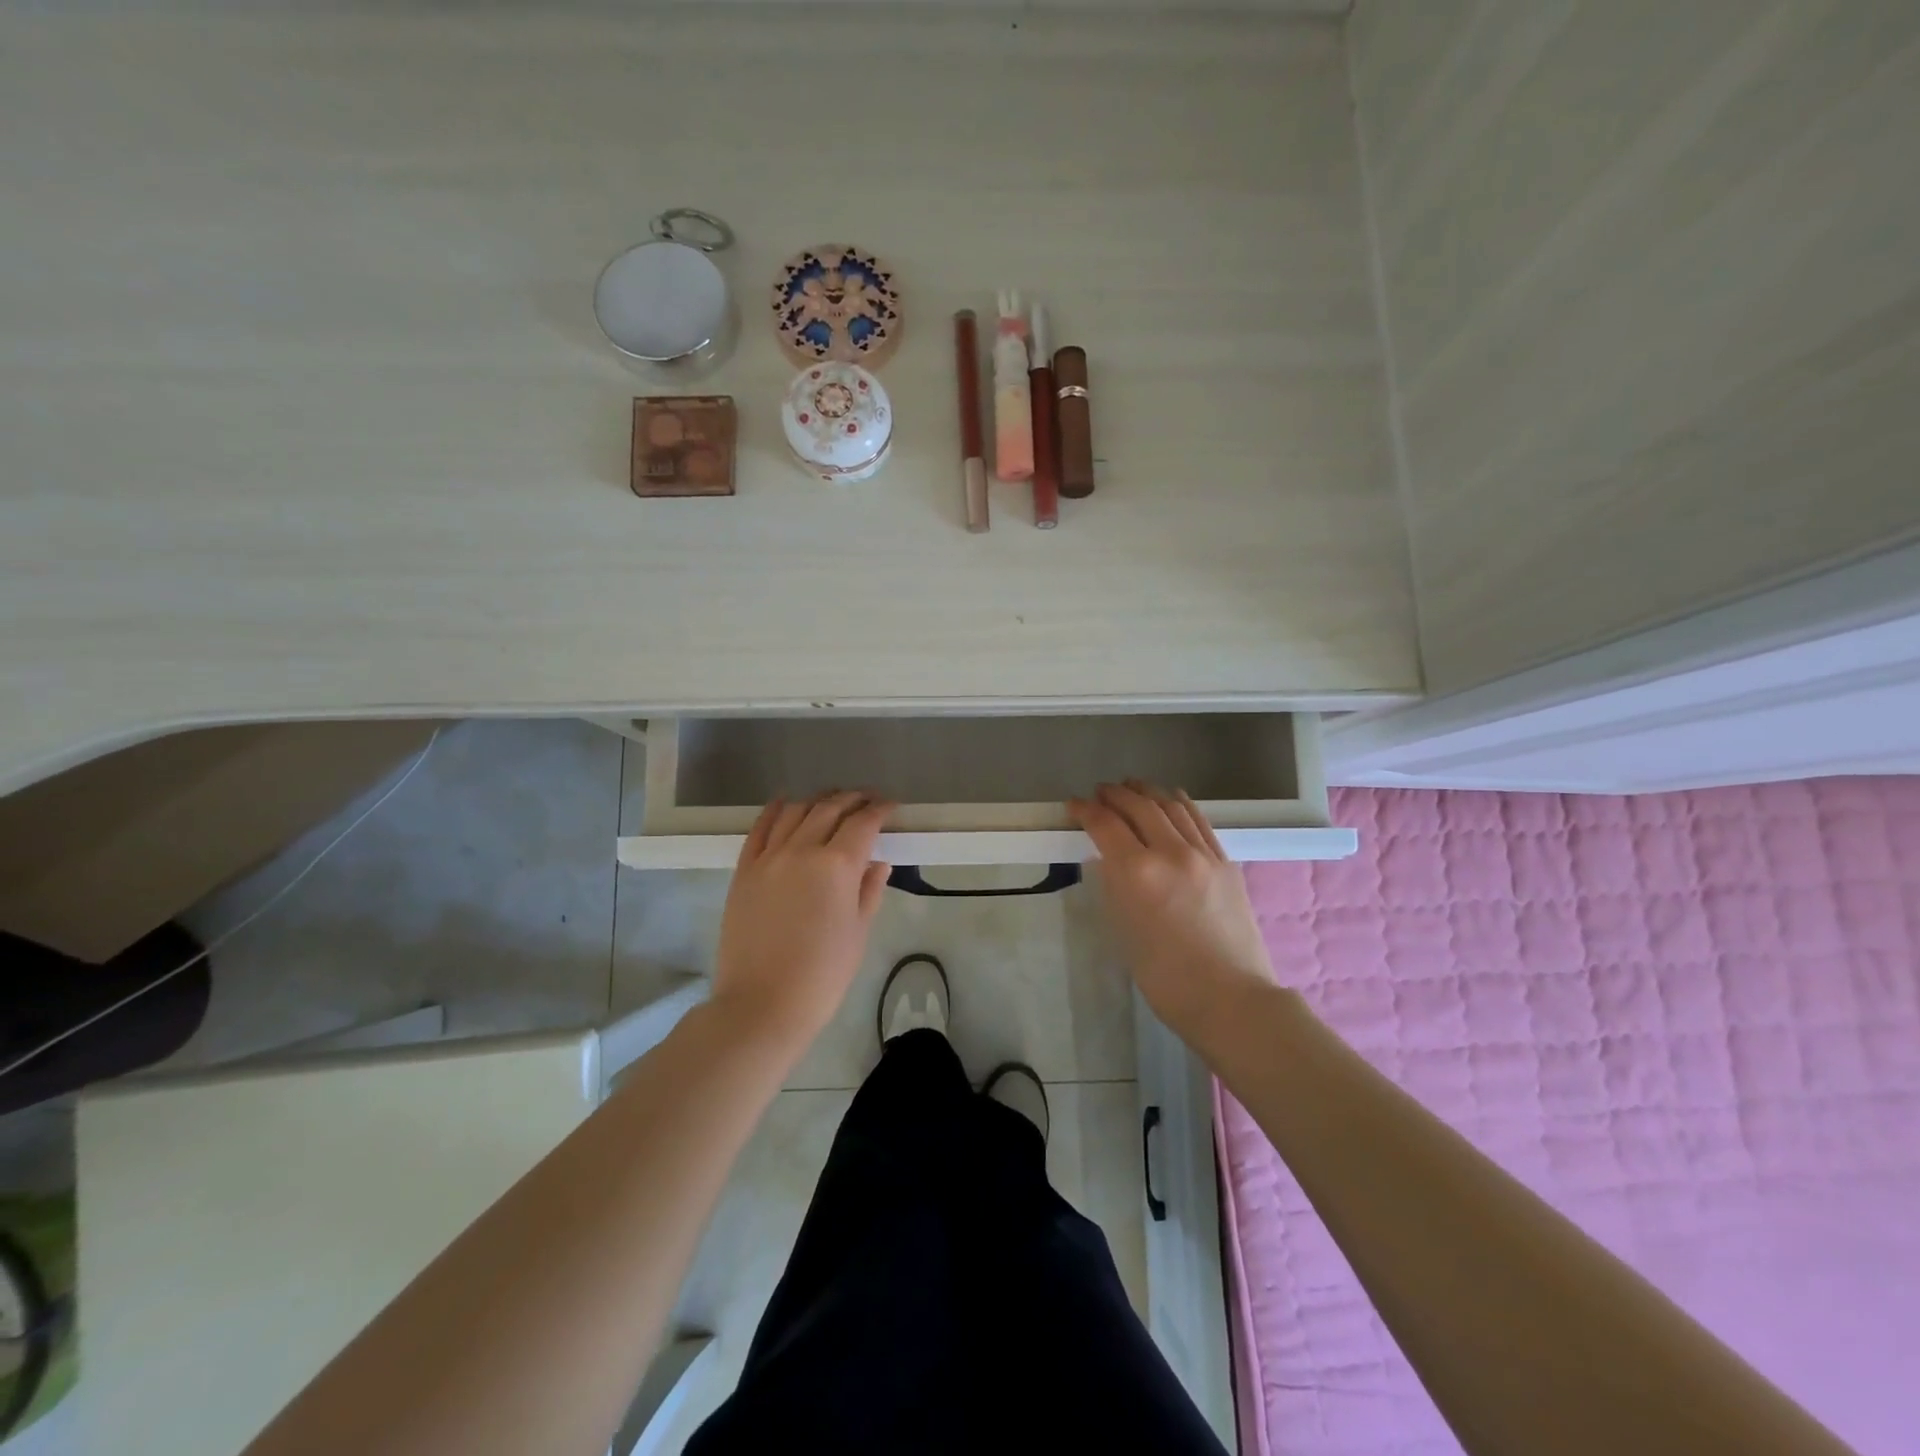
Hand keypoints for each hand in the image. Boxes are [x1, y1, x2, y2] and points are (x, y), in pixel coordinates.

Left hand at [710, 792, 894, 1055]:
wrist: (761, 1005)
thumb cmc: (822, 976)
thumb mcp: (858, 933)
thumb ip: (869, 890)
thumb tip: (877, 862)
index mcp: (837, 866)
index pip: (863, 823)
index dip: (880, 810)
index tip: (891, 807)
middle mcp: (802, 850)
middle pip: (830, 808)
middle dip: (852, 799)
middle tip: (867, 800)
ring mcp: (769, 857)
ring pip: (796, 811)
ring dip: (818, 801)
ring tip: (831, 802)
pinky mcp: (744, 870)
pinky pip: (760, 828)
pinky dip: (776, 810)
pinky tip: (785, 803)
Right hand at [1069, 781, 1276, 1041]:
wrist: (1231, 998)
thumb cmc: (1166, 978)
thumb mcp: (1124, 929)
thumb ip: (1116, 886)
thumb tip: (1110, 860)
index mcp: (1137, 872)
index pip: (1105, 824)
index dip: (1085, 810)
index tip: (1074, 805)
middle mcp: (1170, 852)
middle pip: (1138, 806)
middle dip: (1114, 794)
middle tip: (1100, 792)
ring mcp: (1203, 854)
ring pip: (1171, 806)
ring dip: (1147, 791)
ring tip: (1132, 786)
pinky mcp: (1226, 862)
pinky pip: (1198, 820)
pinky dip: (1179, 803)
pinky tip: (1171, 799)